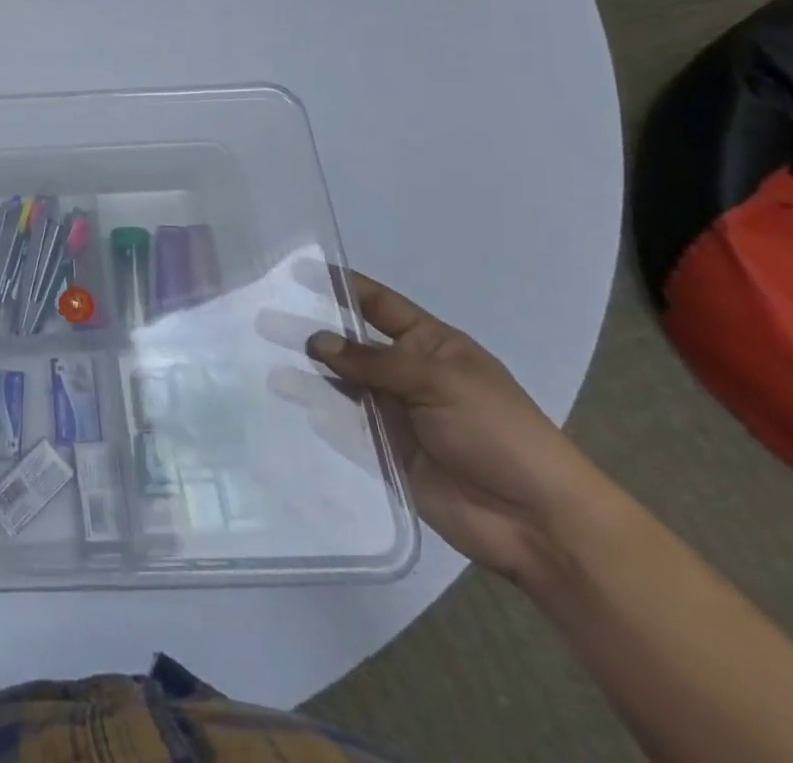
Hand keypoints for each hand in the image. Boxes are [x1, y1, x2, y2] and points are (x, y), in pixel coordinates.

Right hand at [264, 273, 607, 581]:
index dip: (342, 287)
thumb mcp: (438, 380)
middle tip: (262, 316)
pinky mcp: (383, 451)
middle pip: (351, 343)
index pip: (378, 305)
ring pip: (340, 383)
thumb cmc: (497, 431)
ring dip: (306, 370)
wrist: (534, 521)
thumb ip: (373, 361)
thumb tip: (316, 340)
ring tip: (259, 355)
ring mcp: (393, 413)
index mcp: (430, 345)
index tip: (298, 271)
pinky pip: (343, 425)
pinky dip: (314, 411)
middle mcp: (407, 373)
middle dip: (312, 329)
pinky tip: (280, 398)